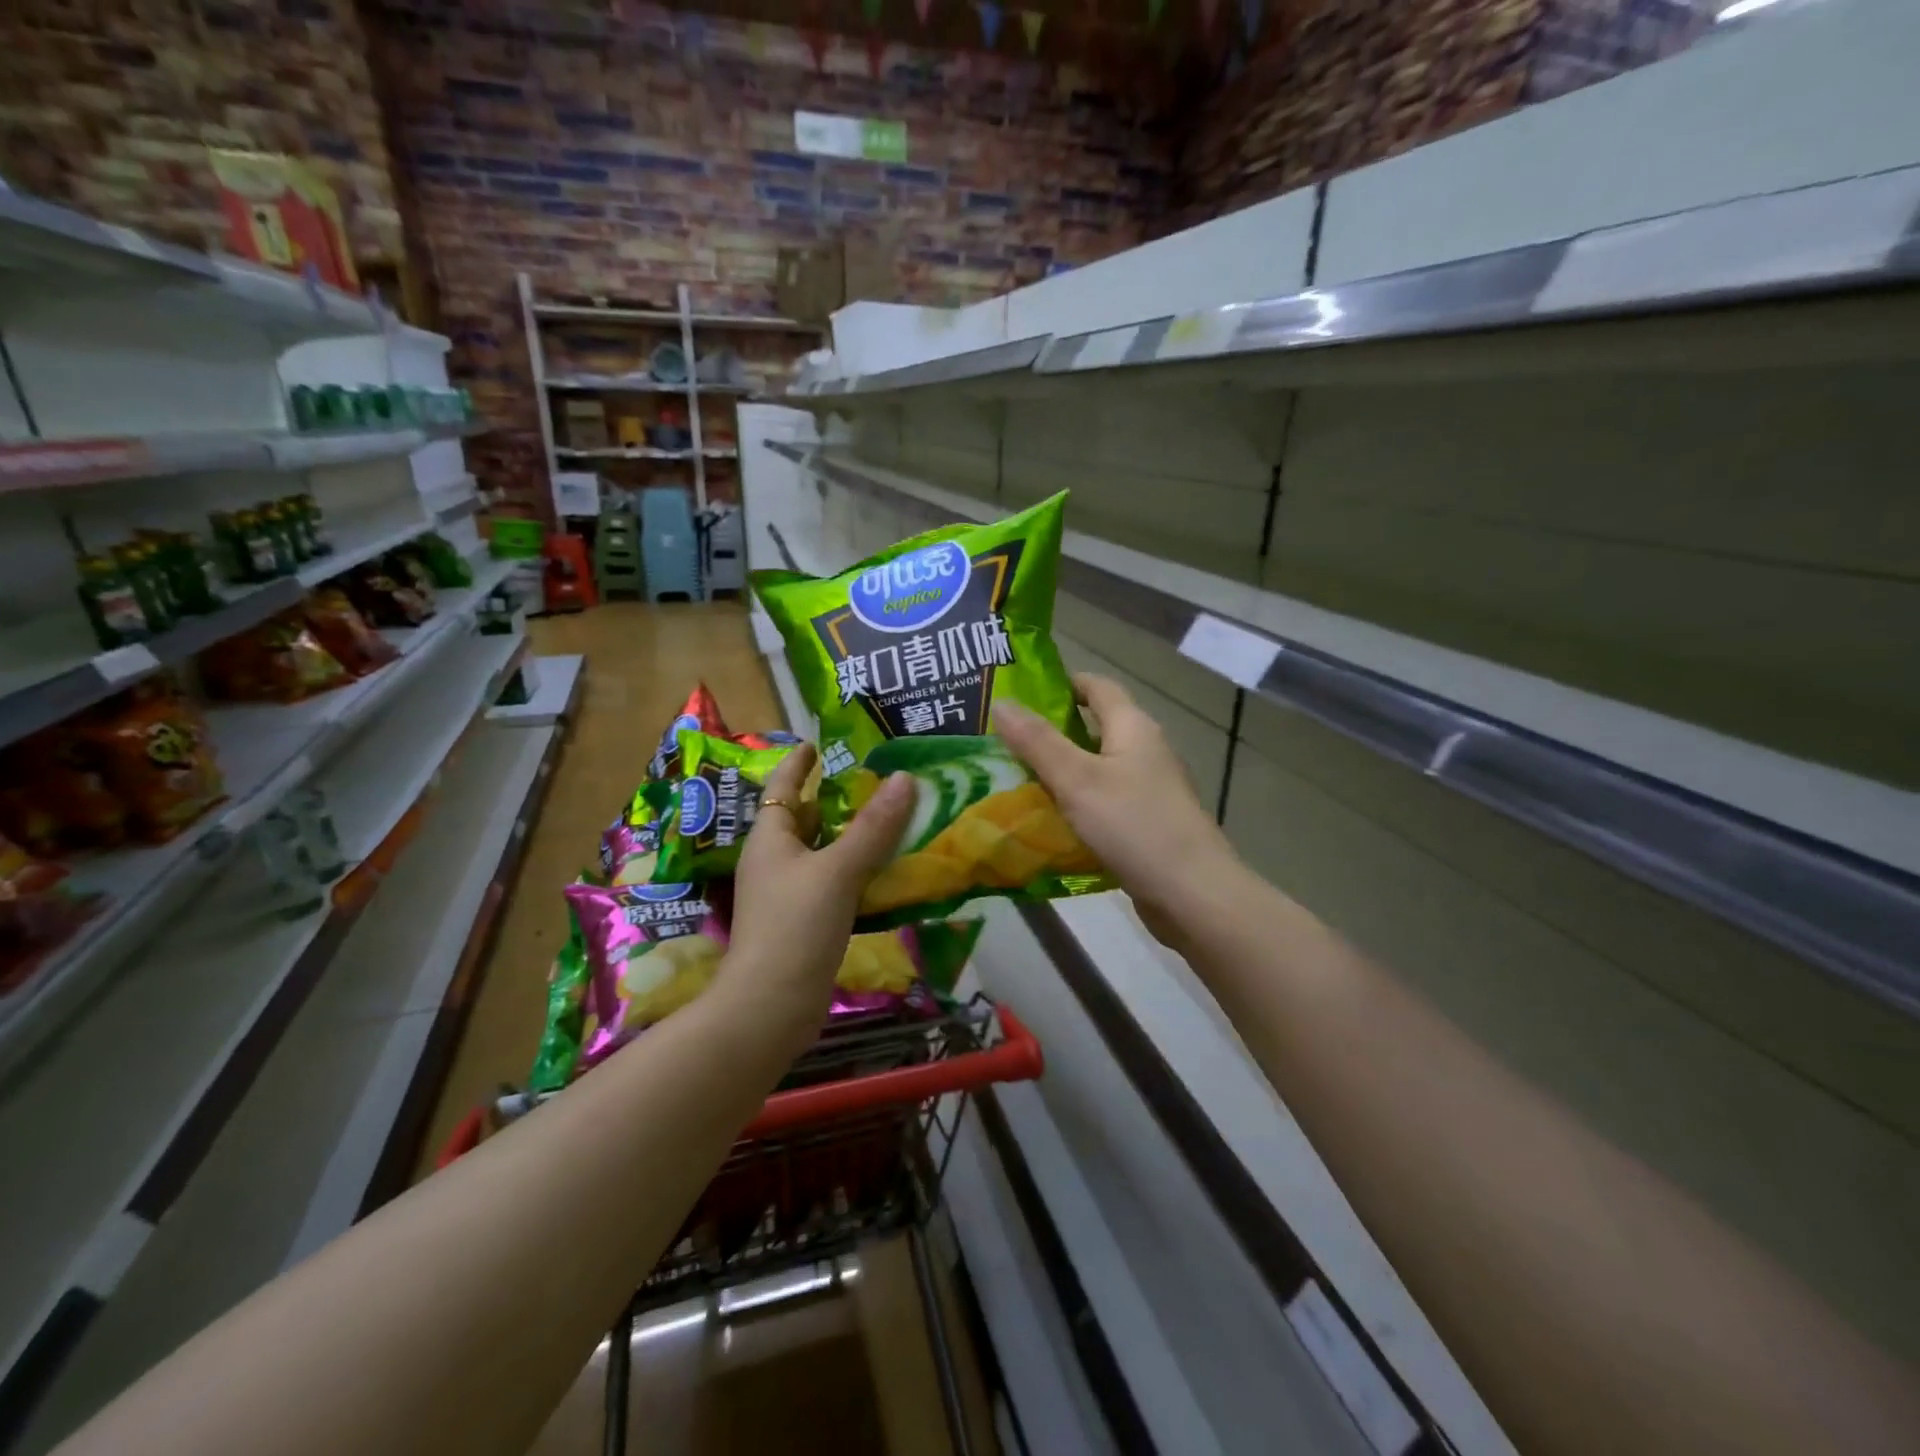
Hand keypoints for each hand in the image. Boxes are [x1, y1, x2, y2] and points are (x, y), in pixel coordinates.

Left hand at [722, 743, 916, 1040]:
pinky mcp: (806, 922)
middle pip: (805, 818)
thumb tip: (904, 779)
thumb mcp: (837, 870)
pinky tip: (887, 868)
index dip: (798, 763)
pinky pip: (835, 882)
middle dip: (835, 798)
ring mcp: (789, 894)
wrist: (771, 1007)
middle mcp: (775, 861)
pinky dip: (858, 870)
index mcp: (770, 839)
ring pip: (823, 852)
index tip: (817, 743)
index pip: (781, 787)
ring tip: (891, 815)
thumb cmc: (795, 926)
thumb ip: (873, 827)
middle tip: (875, 777)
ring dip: (852, 835)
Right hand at [994, 674, 1239, 949]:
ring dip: (1060, 772)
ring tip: (1014, 779)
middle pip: (1094, 728)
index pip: (1097, 687)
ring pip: (1097, 769)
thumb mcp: (1077, 779)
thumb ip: (1037, 742)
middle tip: (1003, 741)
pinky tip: (1047, 821)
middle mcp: (1145, 751)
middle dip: (1051, 732)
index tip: (1020, 694)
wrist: (1192, 894)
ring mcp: (1149, 790)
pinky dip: (1076, 805)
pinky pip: (1103, 803)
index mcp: (1134, 727)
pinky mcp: (1147, 824)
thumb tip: (1001, 702)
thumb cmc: (1134, 825)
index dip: (1061, 684)